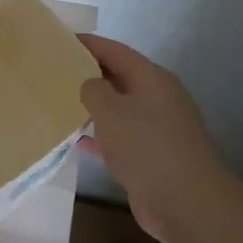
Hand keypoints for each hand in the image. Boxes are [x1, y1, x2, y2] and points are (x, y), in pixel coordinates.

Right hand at [76, 34, 231, 242]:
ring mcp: (157, 129)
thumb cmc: (147, 146)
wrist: (186, 201)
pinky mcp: (152, 156)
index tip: (62, 40)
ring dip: (93, 107)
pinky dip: (100, 136)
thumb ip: (93, 90)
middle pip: (119, 78)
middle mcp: (157, 98)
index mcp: (152, 79)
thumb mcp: (111, 110)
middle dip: (89, 74)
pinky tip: (77, 140)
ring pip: (119, 109)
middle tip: (56, 71)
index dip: (90, 44)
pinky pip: (120, 137)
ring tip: (60, 102)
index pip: (116, 51)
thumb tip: (89, 85)